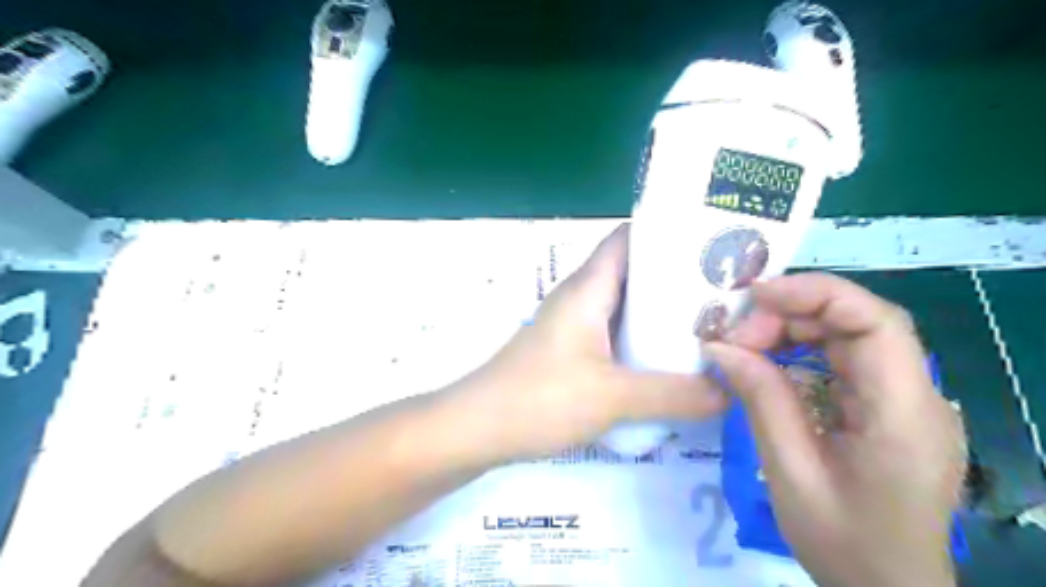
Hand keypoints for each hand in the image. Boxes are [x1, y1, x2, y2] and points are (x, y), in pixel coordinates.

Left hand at [442, 224, 728, 463]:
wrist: (477, 428)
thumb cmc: (541, 399)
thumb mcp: (614, 397)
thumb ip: (675, 394)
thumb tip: (728, 393)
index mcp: (588, 287)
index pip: (629, 238)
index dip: (669, 232)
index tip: (714, 242)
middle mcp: (581, 297)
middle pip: (634, 271)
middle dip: (678, 277)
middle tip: (727, 290)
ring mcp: (573, 324)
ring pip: (625, 305)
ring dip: (661, 312)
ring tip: (710, 322)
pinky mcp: (570, 350)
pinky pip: (614, 333)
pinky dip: (642, 338)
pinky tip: (669, 359)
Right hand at [706, 273, 966, 586]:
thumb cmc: (843, 542)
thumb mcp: (790, 472)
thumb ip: (761, 400)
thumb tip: (720, 346)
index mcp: (903, 415)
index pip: (876, 322)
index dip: (815, 295)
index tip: (756, 297)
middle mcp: (916, 396)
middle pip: (860, 322)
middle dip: (792, 315)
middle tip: (737, 335)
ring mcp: (905, 400)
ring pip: (850, 335)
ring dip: (794, 330)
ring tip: (745, 346)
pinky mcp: (887, 408)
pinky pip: (844, 360)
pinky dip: (802, 351)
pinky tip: (768, 363)